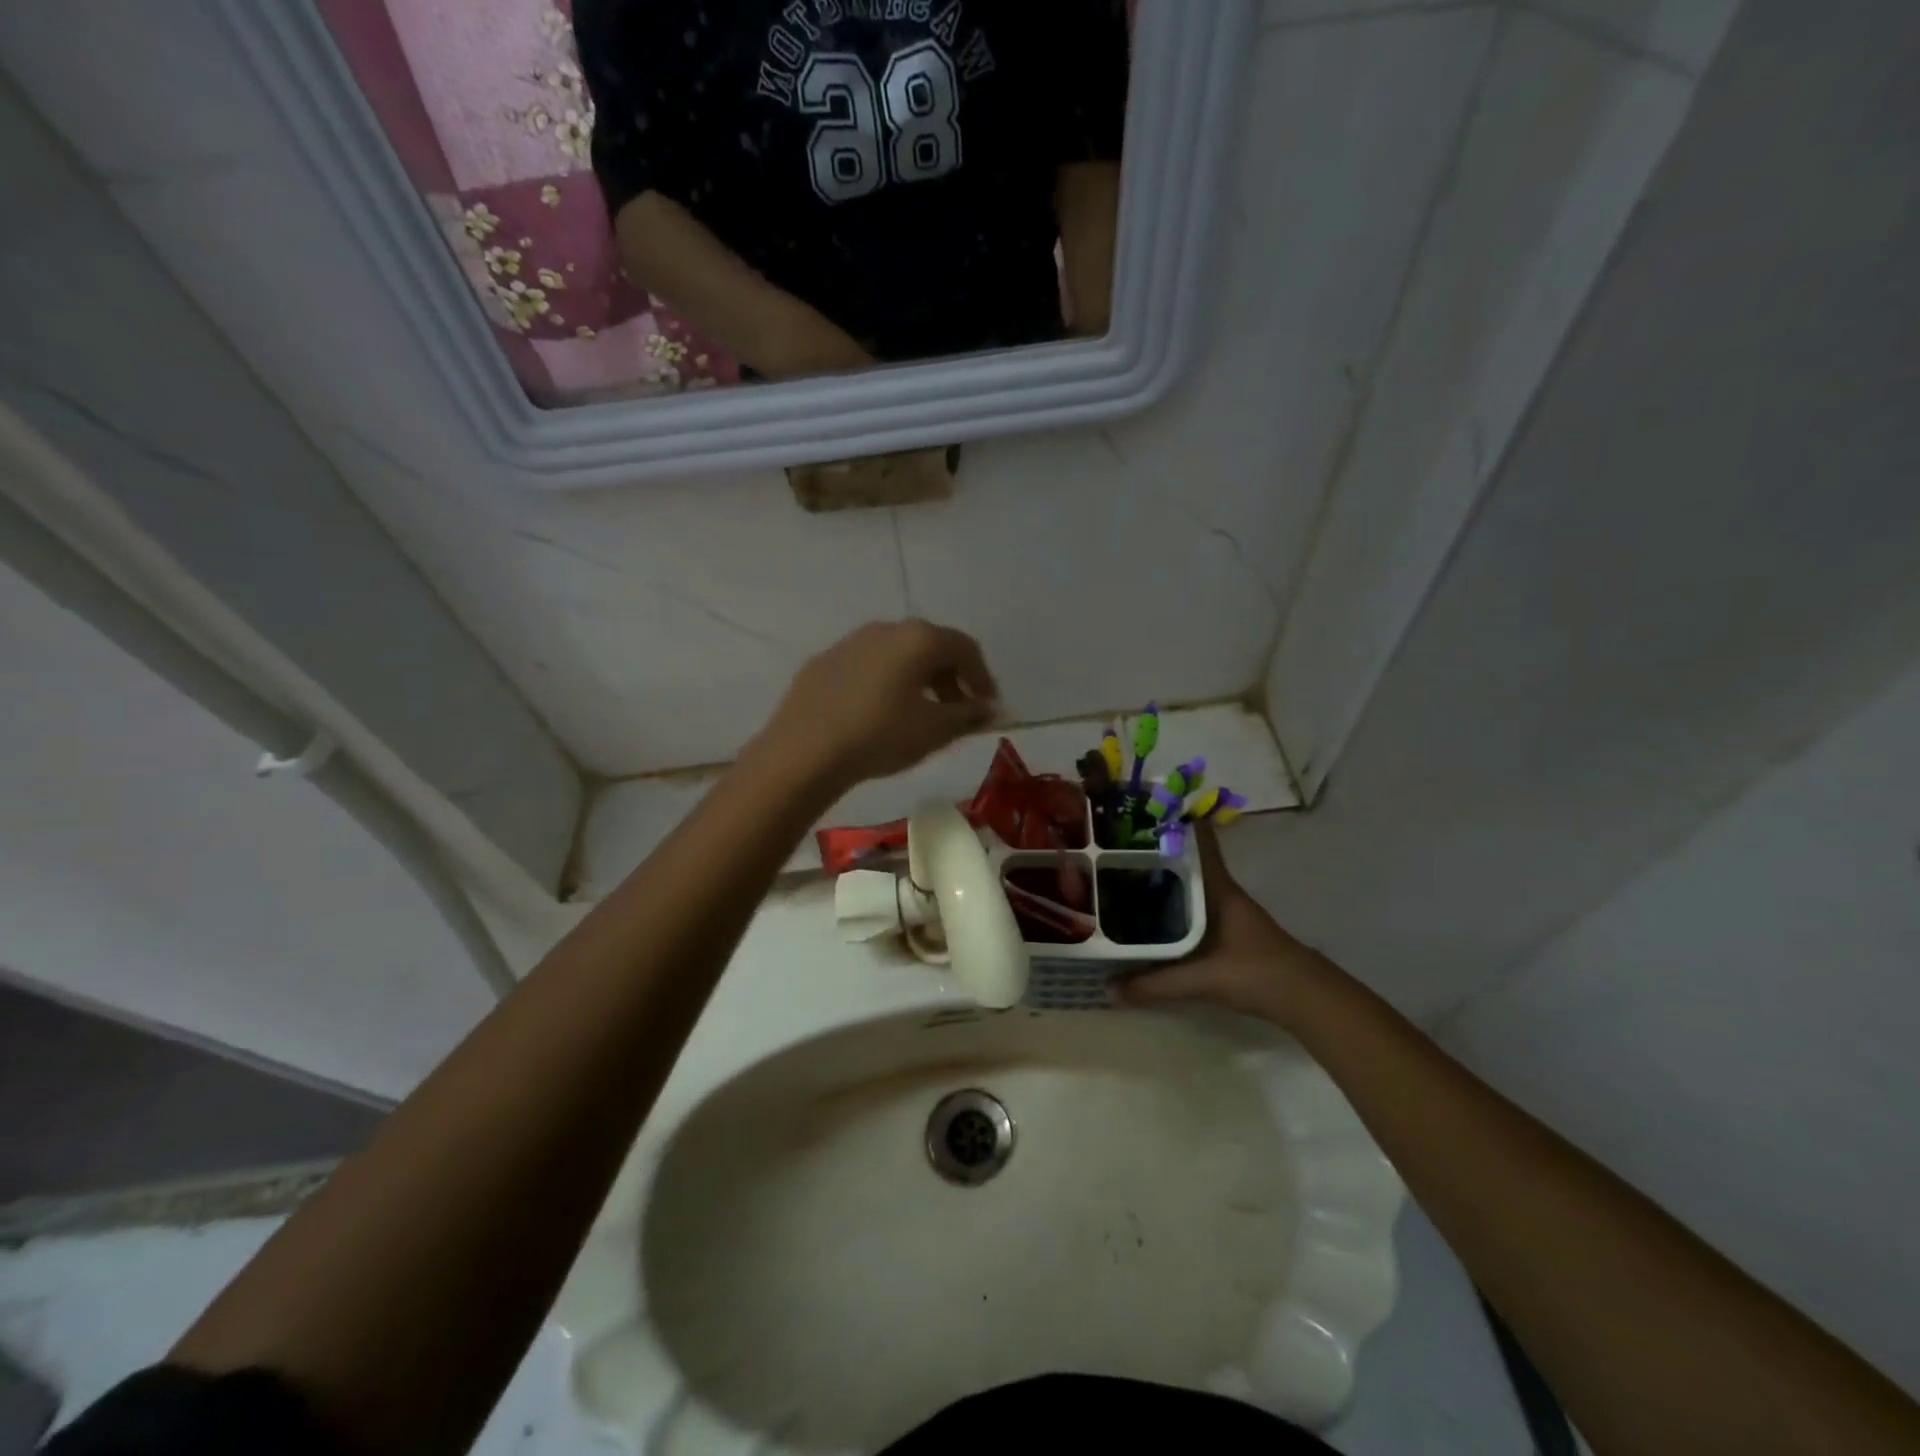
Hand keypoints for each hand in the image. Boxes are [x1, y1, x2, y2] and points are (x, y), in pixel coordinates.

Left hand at [759, 620, 998, 791]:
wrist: (804, 751)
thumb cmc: (881, 735)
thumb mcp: (935, 730)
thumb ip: (969, 715)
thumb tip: (989, 708)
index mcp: (919, 638)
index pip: (965, 648)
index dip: (983, 677)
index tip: (987, 707)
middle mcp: (886, 629)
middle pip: (930, 647)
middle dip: (950, 678)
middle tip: (957, 712)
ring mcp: (850, 642)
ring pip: (897, 655)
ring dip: (917, 680)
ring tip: (919, 715)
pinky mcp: (824, 662)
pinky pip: (868, 667)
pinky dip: (885, 684)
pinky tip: (878, 714)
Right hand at [1116, 824, 1325, 1027]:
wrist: (1306, 999)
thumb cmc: (1256, 972)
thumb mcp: (1201, 979)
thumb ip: (1154, 985)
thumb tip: (1108, 989)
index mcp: (1217, 887)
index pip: (1198, 840)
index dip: (1175, 820)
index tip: (1142, 809)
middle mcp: (1220, 891)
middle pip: (1185, 861)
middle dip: (1153, 852)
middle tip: (1111, 846)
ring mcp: (1226, 910)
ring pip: (1187, 885)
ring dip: (1161, 880)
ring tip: (1120, 877)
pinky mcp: (1228, 931)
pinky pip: (1191, 908)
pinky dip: (1170, 906)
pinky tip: (1149, 918)